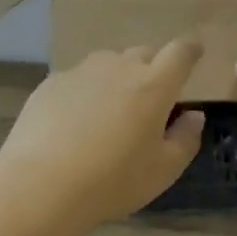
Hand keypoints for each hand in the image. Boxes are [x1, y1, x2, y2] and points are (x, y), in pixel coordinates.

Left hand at [0, 42, 205, 224]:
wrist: (41, 185)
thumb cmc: (114, 180)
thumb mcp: (164, 169)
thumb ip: (186, 138)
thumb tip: (193, 115)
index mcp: (154, 85)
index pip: (180, 53)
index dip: (190, 50)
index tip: (195, 53)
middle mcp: (119, 67)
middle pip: (144, 53)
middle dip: (154, 67)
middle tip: (152, 95)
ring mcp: (82, 72)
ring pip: (109, 62)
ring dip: (118, 76)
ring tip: (112, 107)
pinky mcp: (51, 84)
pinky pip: (79, 78)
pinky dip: (86, 91)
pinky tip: (77, 120)